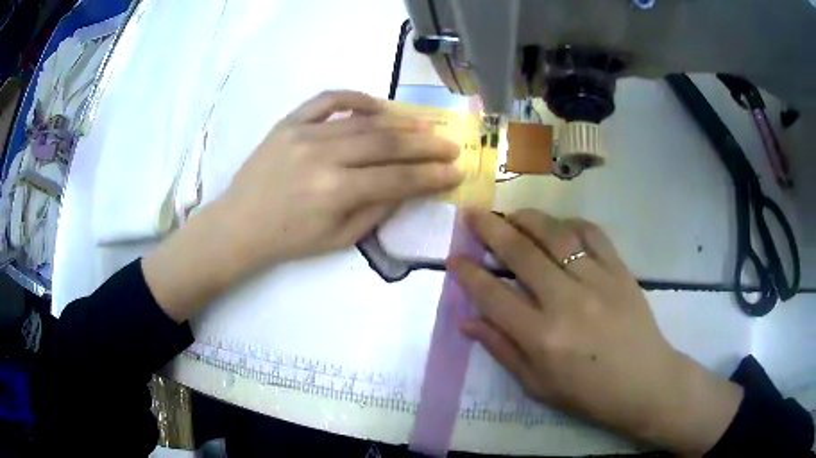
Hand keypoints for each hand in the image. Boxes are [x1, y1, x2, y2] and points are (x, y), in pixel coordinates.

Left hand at [220, 90, 462, 272]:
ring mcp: (304, 133)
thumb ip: (378, 210)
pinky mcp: (289, 122)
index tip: (456, 170)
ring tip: (425, 126)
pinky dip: (356, 98)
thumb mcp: (339, 239)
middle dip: (426, 145)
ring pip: (364, 120)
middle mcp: (323, 156)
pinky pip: (328, 99)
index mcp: (335, 192)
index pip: (398, 178)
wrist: (239, 225)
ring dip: (400, 122)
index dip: (432, 175)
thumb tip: (409, 186)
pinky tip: (377, 105)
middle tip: (450, 145)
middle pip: (387, 143)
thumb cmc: (289, 240)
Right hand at [450, 209, 742, 453]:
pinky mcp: (620, 270)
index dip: (468, 273)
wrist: (644, 382)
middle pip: (520, 253)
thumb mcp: (537, 385)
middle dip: (490, 229)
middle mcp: (566, 301)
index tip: (454, 257)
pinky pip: (592, 234)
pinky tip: (559, 225)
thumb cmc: (588, 393)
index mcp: (541, 337)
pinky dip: (571, 223)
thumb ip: (501, 349)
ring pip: (555, 235)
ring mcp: (597, 280)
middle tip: (472, 214)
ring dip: (527, 219)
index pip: (493, 295)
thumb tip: (466, 321)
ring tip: (510, 213)